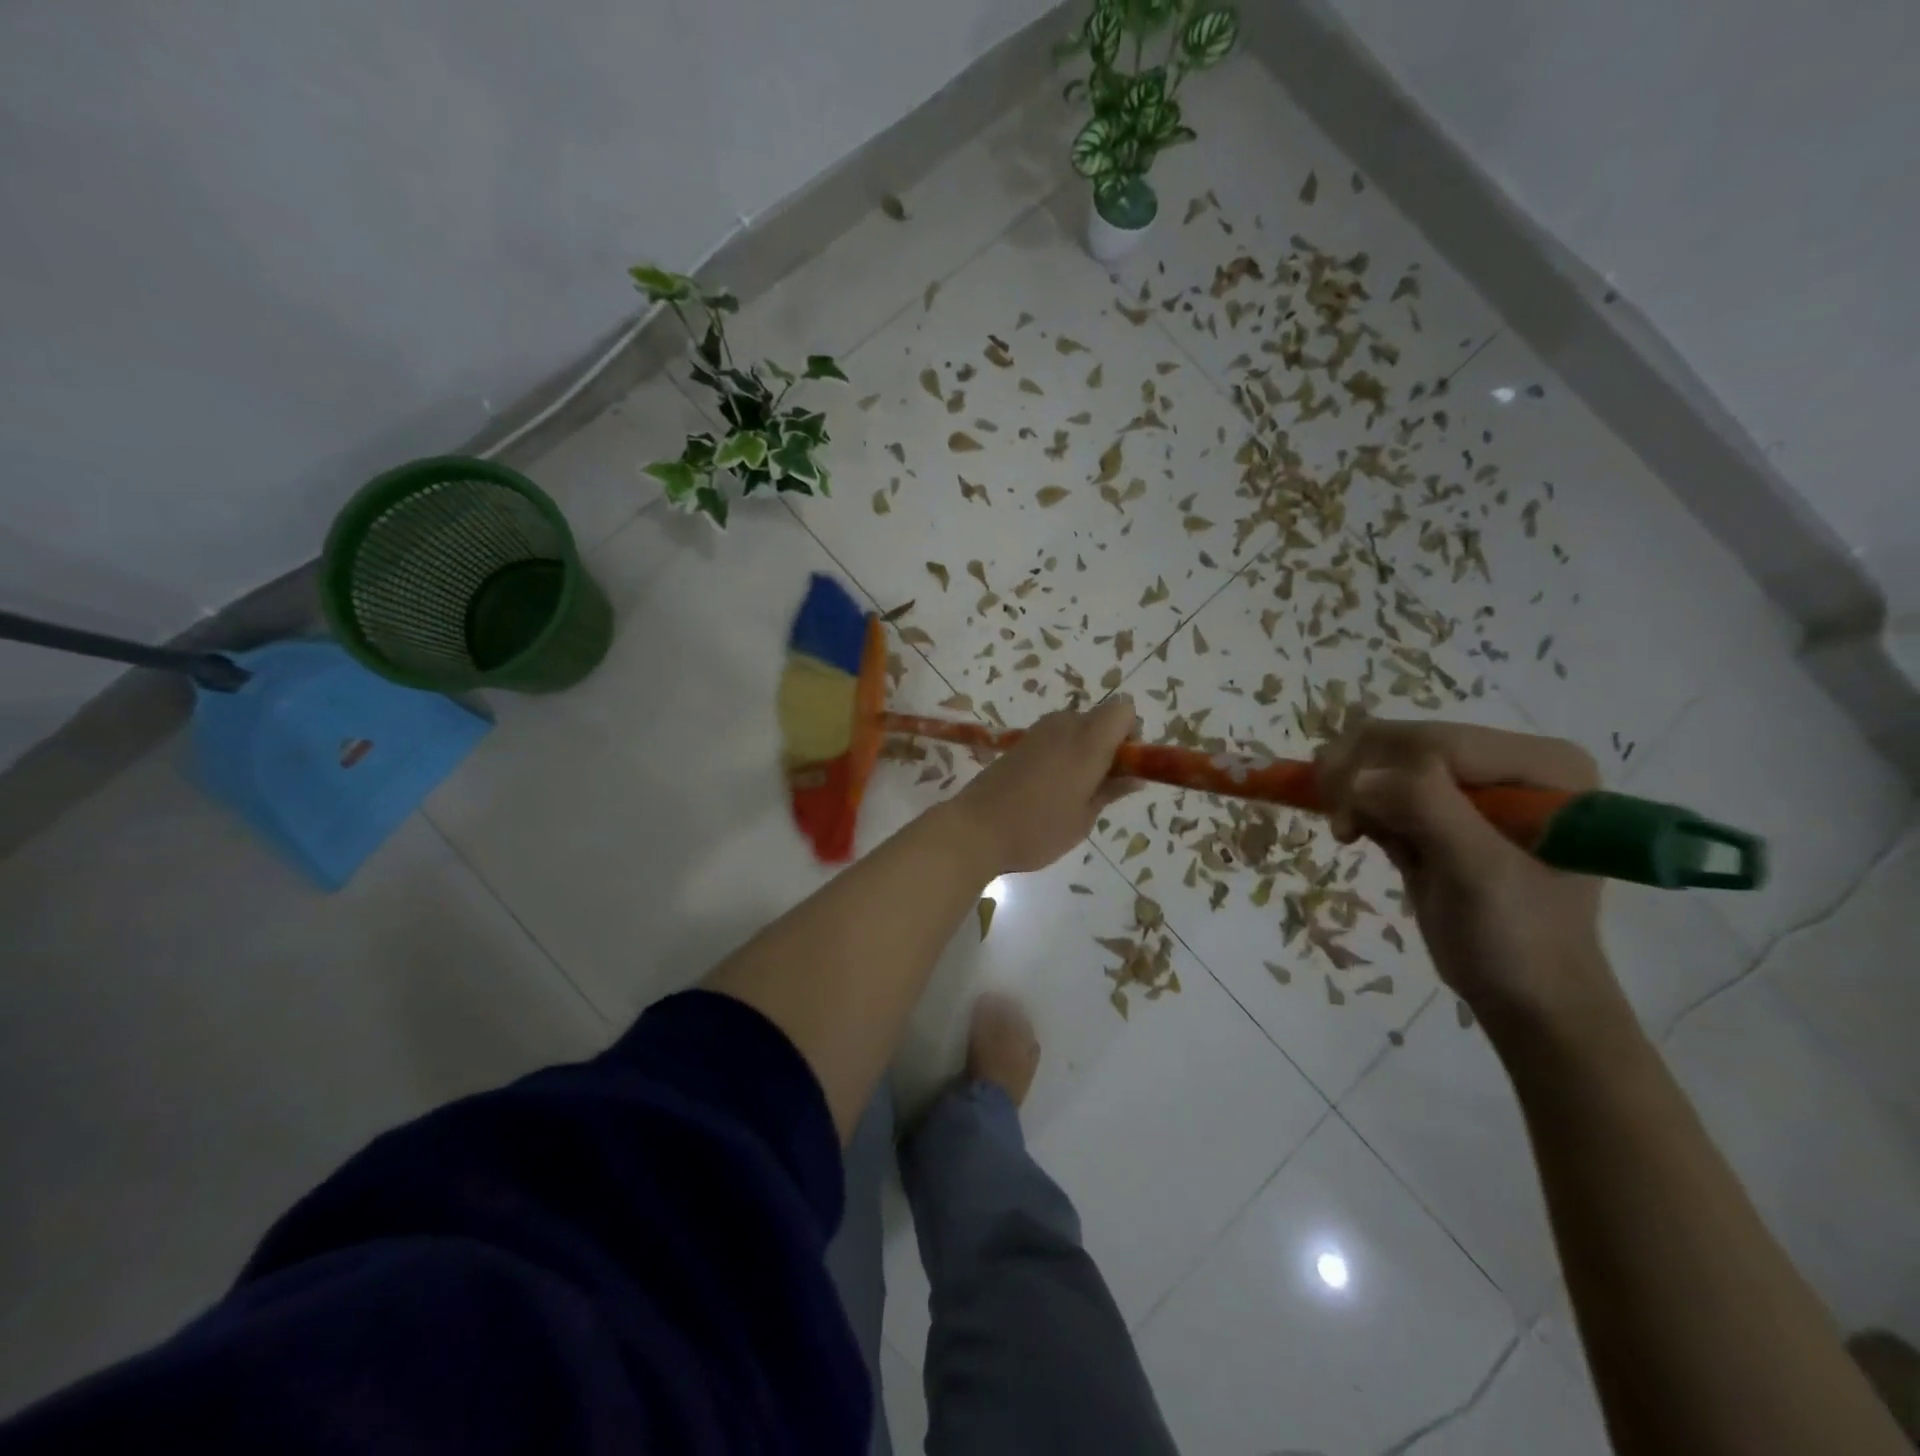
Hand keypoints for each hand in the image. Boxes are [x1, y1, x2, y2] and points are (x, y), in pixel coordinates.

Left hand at [952, 696, 1142, 874]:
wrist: (975, 829)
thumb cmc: (1037, 829)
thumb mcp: (1084, 818)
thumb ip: (1111, 790)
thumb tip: (1135, 777)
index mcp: (1087, 742)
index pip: (1123, 711)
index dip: (1131, 734)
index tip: (1123, 766)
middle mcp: (1063, 726)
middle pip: (1099, 718)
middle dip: (1108, 743)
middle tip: (1099, 784)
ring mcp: (1037, 732)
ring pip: (1075, 727)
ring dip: (1082, 748)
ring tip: (1072, 790)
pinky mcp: (1018, 742)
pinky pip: (1053, 737)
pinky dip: (1061, 753)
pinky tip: (1047, 787)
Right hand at [1314, 718, 1616, 1026]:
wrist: (1524, 997)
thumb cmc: (1518, 940)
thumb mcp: (1478, 874)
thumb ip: (1426, 811)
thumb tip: (1356, 777)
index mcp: (1543, 766)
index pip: (1439, 742)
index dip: (1383, 771)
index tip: (1346, 825)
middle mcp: (1510, 763)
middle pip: (1405, 741)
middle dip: (1359, 777)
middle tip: (1341, 828)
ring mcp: (1472, 784)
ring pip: (1382, 756)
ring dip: (1351, 790)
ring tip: (1348, 833)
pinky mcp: (1440, 806)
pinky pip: (1379, 782)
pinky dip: (1356, 804)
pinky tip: (1359, 834)